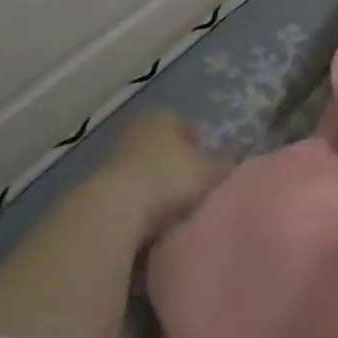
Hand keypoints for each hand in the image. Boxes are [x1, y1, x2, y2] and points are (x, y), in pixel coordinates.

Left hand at [99, 112, 227, 236]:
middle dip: (178, 162)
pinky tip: (153, 219)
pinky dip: (141, 200)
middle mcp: (138, 130)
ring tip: (175, 206)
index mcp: (164, 118)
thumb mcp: (210, 172)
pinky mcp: (99, 187)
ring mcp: (115, 157)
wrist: (114, 212)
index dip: (201, 143)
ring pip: (145, 167)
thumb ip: (226, 165)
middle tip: (195, 184)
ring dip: (157, 182)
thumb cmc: (169, 180)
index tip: (210, 164)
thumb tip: (238, 161)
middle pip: (164, 145)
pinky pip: (130, 190)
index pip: (187, 125)